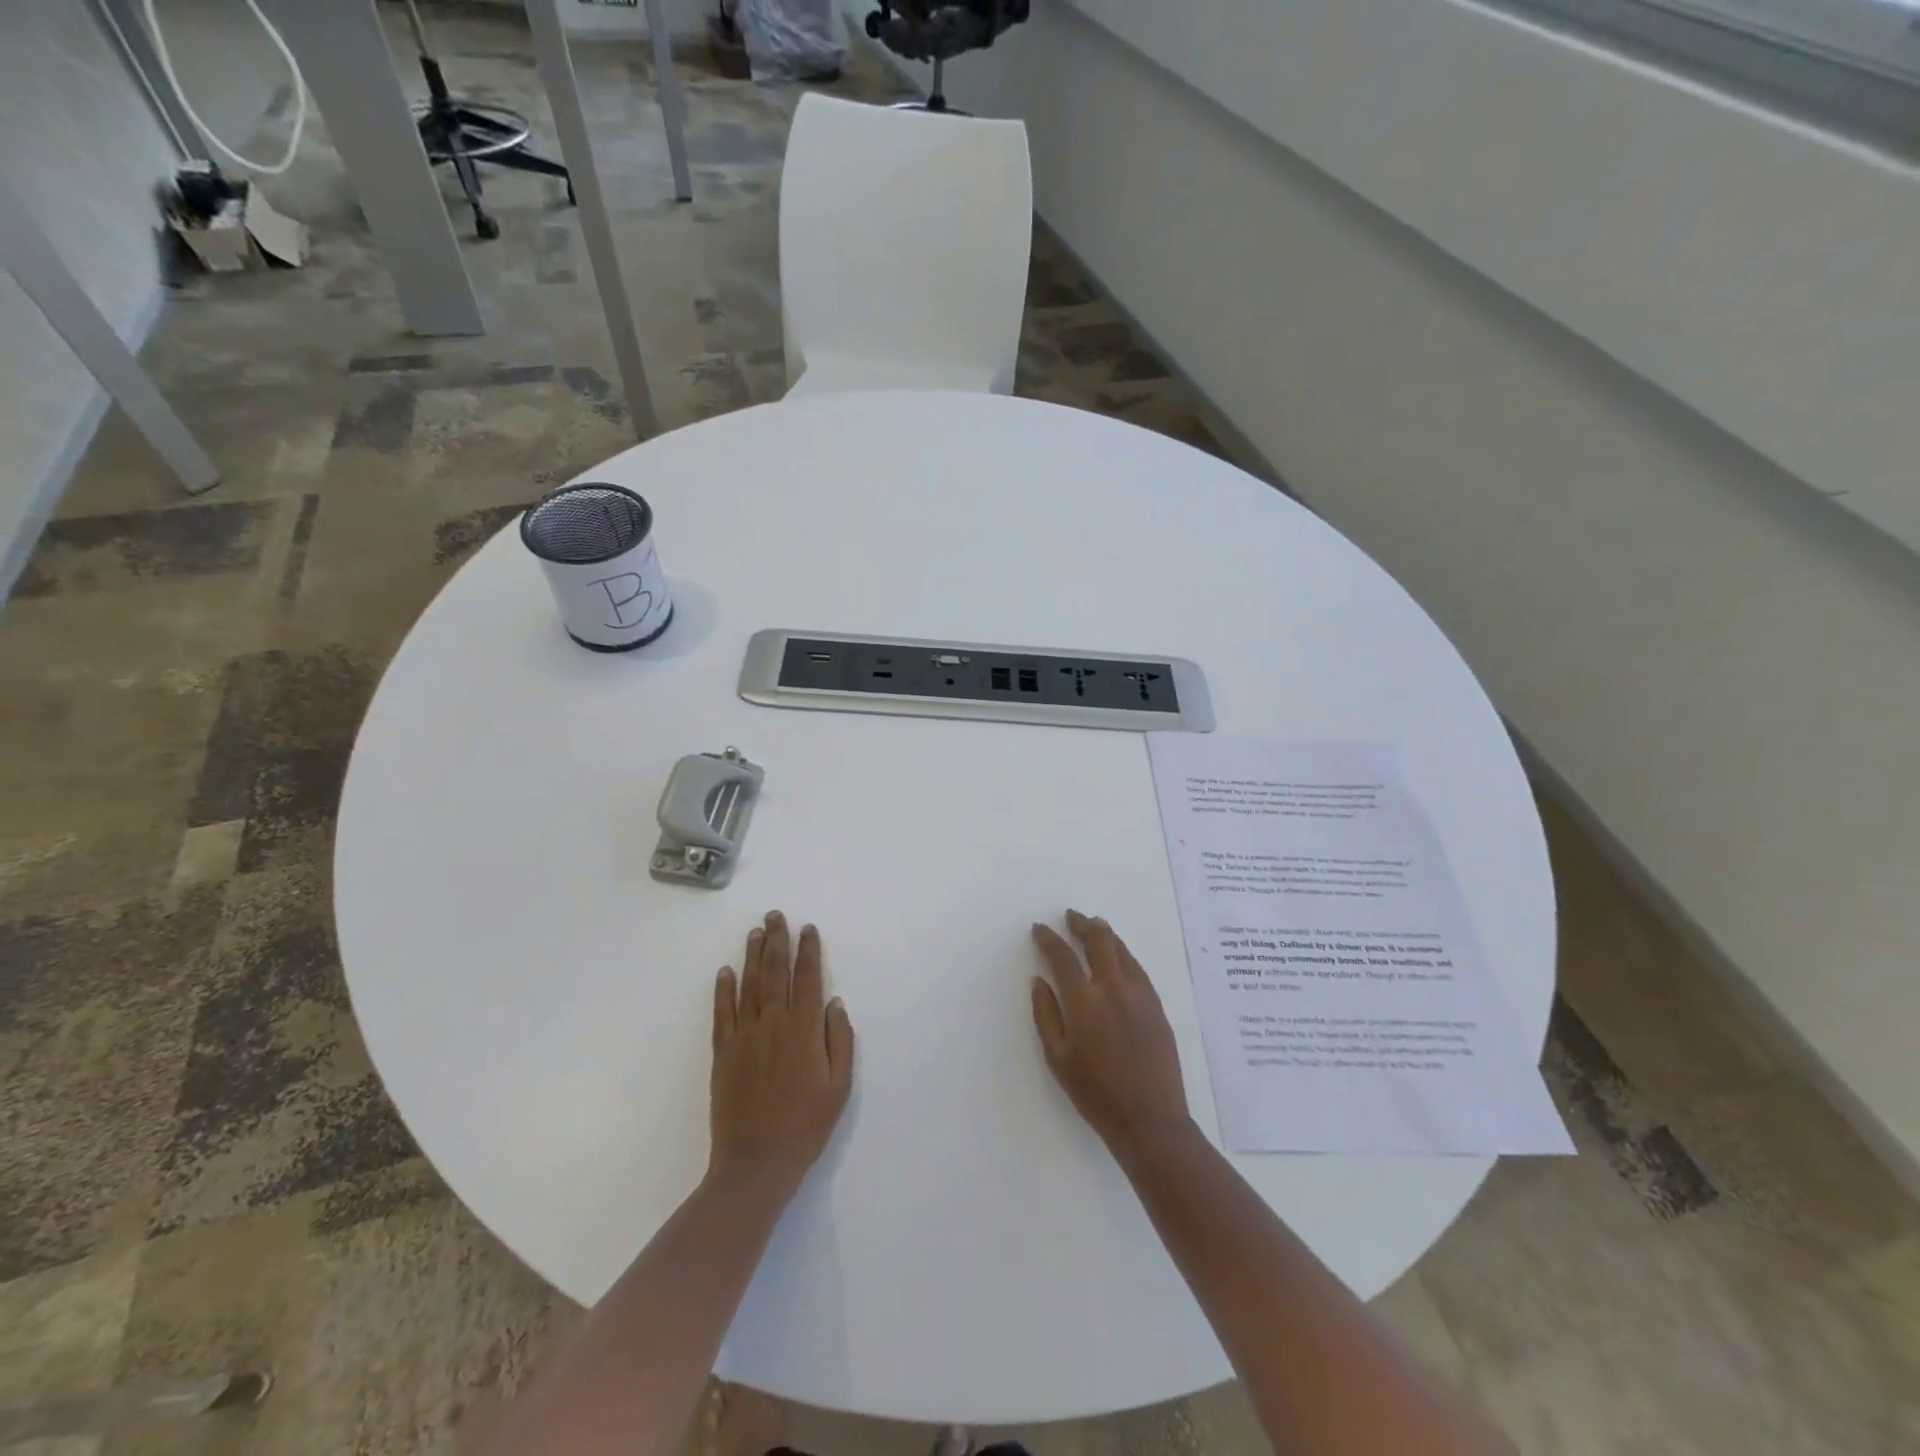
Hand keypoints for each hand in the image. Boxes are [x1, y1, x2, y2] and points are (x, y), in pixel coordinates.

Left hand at [709, 911, 854, 1191]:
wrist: (756, 1164)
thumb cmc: (806, 1126)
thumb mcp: (840, 1087)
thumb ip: (840, 1040)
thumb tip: (834, 1003)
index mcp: (805, 1031)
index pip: (808, 979)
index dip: (808, 951)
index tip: (808, 929)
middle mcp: (775, 1024)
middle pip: (776, 973)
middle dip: (777, 941)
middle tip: (776, 915)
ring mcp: (745, 1037)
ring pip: (749, 985)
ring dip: (752, 956)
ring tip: (756, 931)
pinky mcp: (723, 1054)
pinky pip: (722, 1013)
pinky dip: (723, 990)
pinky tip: (725, 971)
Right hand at [1030, 911, 1190, 1157]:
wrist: (1150, 1120)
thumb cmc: (1096, 1094)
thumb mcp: (1058, 1058)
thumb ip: (1045, 1014)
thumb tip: (1039, 980)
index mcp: (1085, 1002)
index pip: (1063, 957)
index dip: (1049, 939)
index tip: (1039, 929)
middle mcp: (1114, 988)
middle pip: (1099, 940)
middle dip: (1082, 923)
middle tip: (1071, 917)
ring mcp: (1140, 994)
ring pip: (1122, 949)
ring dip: (1105, 933)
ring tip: (1094, 926)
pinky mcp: (1157, 1005)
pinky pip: (1137, 967)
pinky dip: (1123, 953)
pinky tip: (1118, 956)